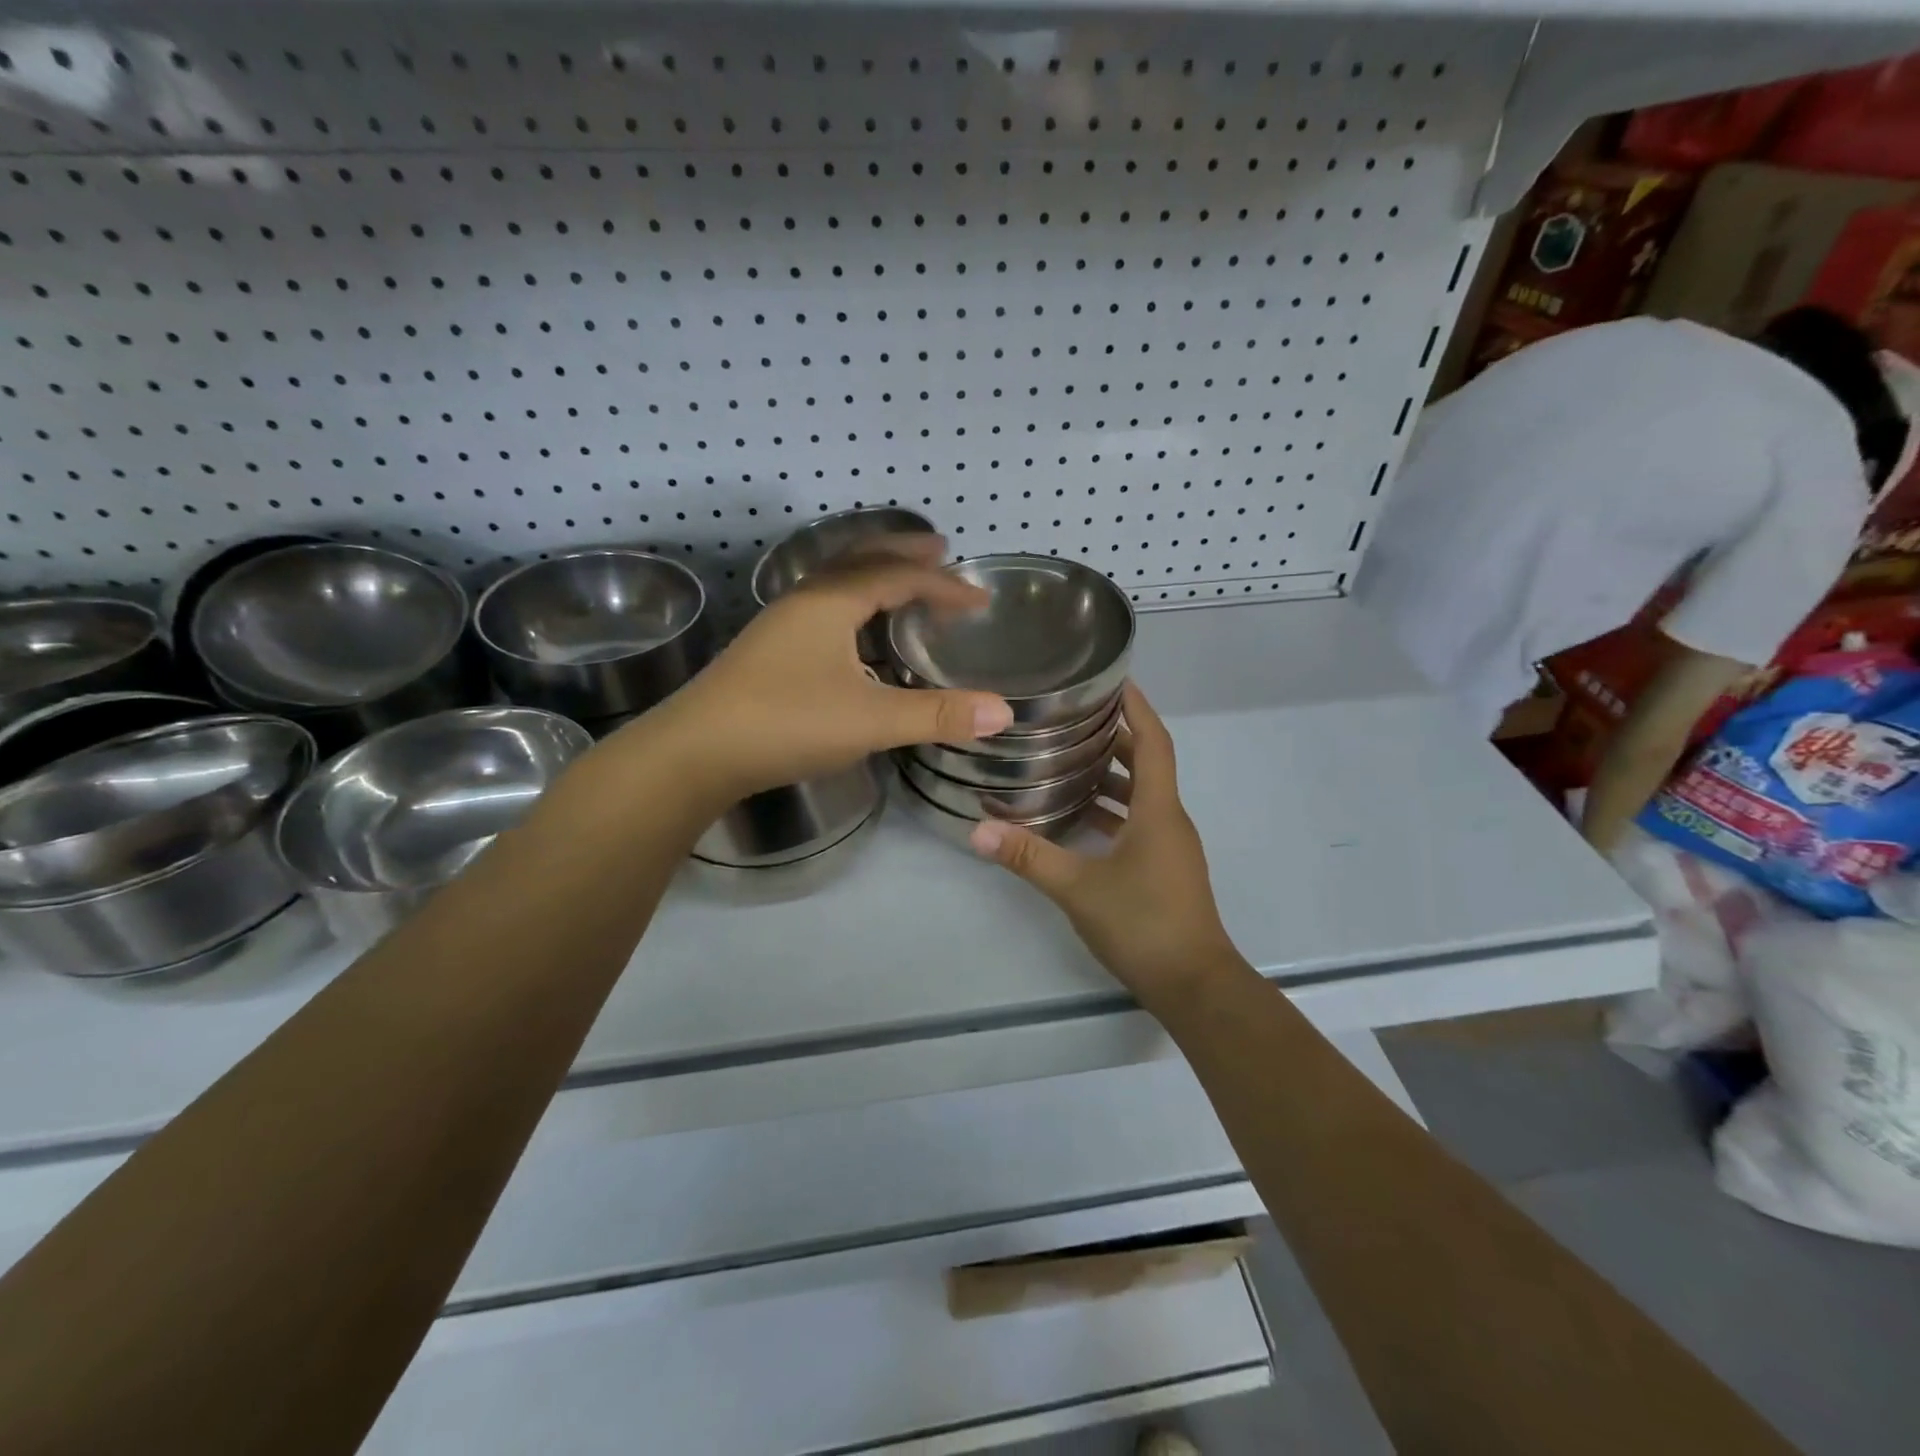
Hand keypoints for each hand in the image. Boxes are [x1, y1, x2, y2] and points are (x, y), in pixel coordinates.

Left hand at [637, 536, 1013, 799]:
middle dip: (904, 553)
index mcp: (830, 602)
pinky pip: (823, 607)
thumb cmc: (785, 723)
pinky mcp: (768, 649)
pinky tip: (857, 636)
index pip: (898, 576)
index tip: (980, 600)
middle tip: (941, 550)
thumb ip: (937, 714)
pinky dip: (854, 604)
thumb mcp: (870, 721)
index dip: (944, 585)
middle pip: (861, 560)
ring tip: (904, 584)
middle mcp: (804, 600)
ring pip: (836, 582)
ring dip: (875, 575)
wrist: (694, 752)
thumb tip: (1004, 712)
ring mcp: (780, 624)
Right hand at [968, 683, 1240, 1003]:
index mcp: (1159, 811)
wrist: (1195, 985)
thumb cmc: (1144, 925)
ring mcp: (1169, 847)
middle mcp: (1169, 821)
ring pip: (1141, 796)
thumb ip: (1029, 856)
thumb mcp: (1079, 888)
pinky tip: (1076, 818)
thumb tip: (978, 831)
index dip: (1138, 707)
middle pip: (1146, 764)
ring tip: (1064, 761)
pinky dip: (1111, 811)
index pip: (1153, 742)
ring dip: (1110, 776)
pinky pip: (1138, 823)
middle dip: (1114, 738)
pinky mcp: (1163, 869)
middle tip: (1071, 719)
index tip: (1114, 679)